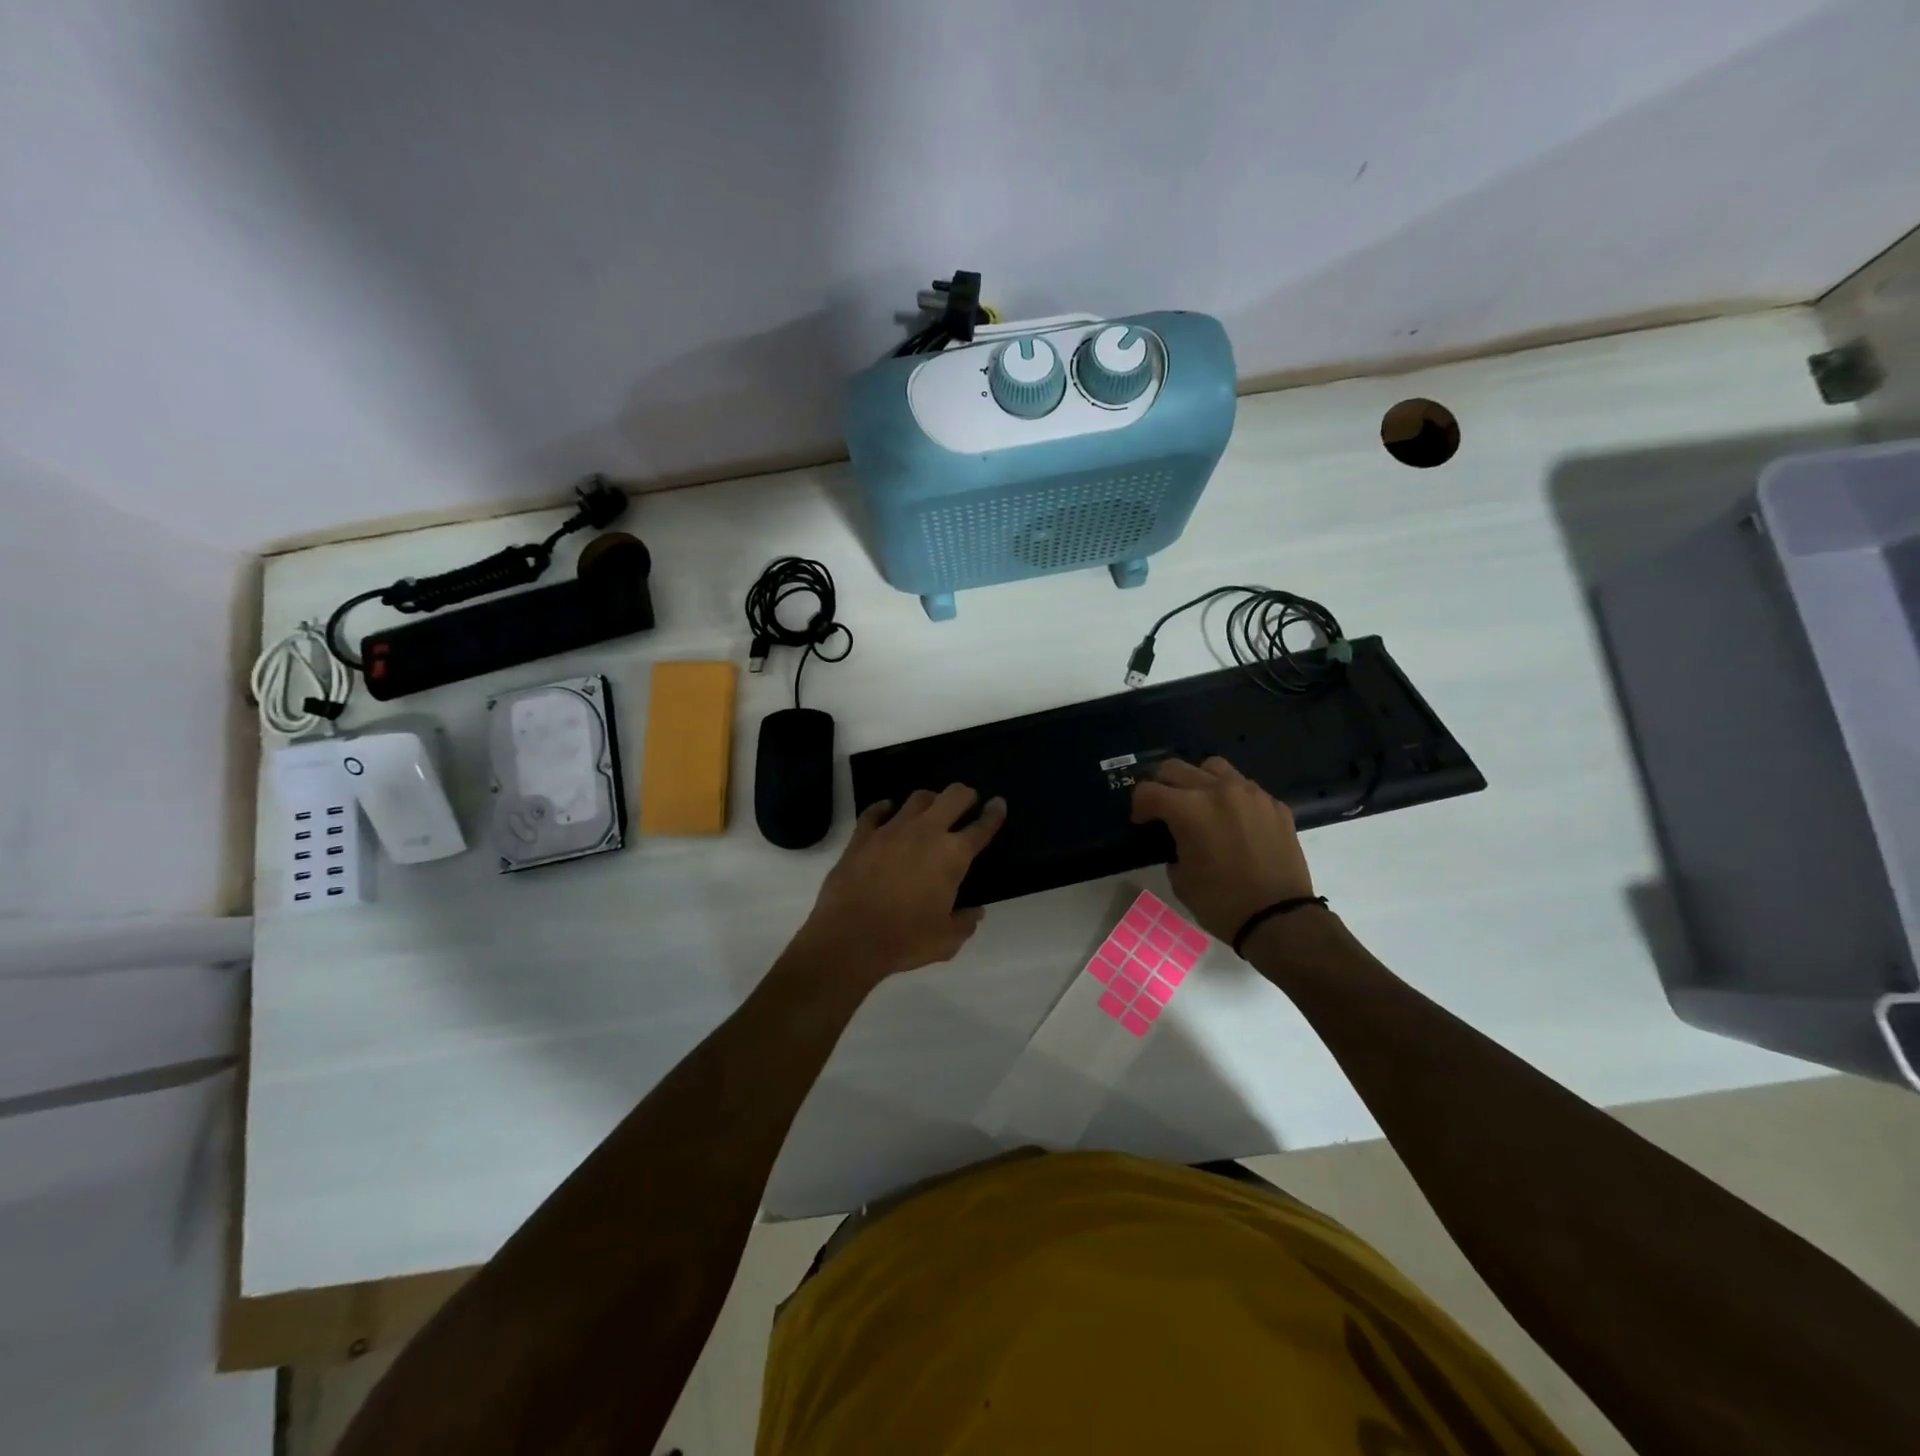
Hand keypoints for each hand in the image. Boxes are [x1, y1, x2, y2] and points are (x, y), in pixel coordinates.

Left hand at [790, 785, 1007, 985]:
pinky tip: (887, 810)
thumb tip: (975, 912)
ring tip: (931, 809)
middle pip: (952, 796)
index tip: (998, 804)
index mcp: (953, 855)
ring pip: (917, 798)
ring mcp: (891, 829)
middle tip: (967, 801)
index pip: (981, 827)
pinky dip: (885, 808)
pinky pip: (876, 811)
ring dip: (930, 800)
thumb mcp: (946, 941)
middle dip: (965, 795)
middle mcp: (926, 833)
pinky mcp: (862, 836)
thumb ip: (964, 922)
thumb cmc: (905, 940)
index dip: (994, 814)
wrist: (849, 938)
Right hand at [1131, 757, 1313, 941]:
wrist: (1279, 919)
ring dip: (1199, 781)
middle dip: (1162, 786)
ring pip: (1213, 767)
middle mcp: (1218, 790)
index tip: (1142, 822)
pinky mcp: (1275, 804)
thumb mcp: (1180, 879)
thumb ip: (1173, 847)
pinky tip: (1234, 821)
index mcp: (1189, 809)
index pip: (1148, 791)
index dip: (1139, 807)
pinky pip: (1246, 787)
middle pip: (1175, 768)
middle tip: (1163, 808)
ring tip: (1201, 804)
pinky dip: (1232, 797)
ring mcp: (1251, 794)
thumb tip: (1179, 840)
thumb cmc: (1221, 903)